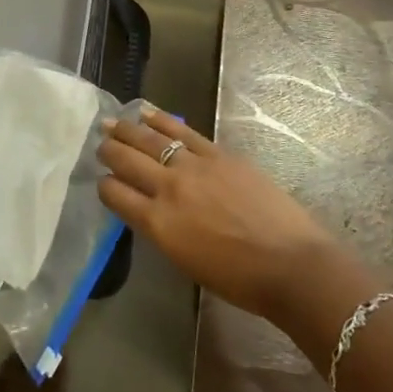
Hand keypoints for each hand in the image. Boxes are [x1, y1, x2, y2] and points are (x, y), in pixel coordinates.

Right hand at [97, 105, 338, 319]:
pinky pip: (182, 131)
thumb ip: (162, 229)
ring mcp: (194, 167)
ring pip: (149, 140)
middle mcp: (168, 189)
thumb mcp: (185, 260)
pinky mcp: (219, 155)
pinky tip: (146, 112)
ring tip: (111, 123)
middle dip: (109, 151)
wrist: (292, 265)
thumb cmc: (239, 279)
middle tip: (101, 145)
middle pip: (126, 160)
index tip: (104, 182)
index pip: (115, 194)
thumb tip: (149, 208)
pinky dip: (161, 119)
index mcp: (158, 224)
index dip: (104, 186)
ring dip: (126, 130)